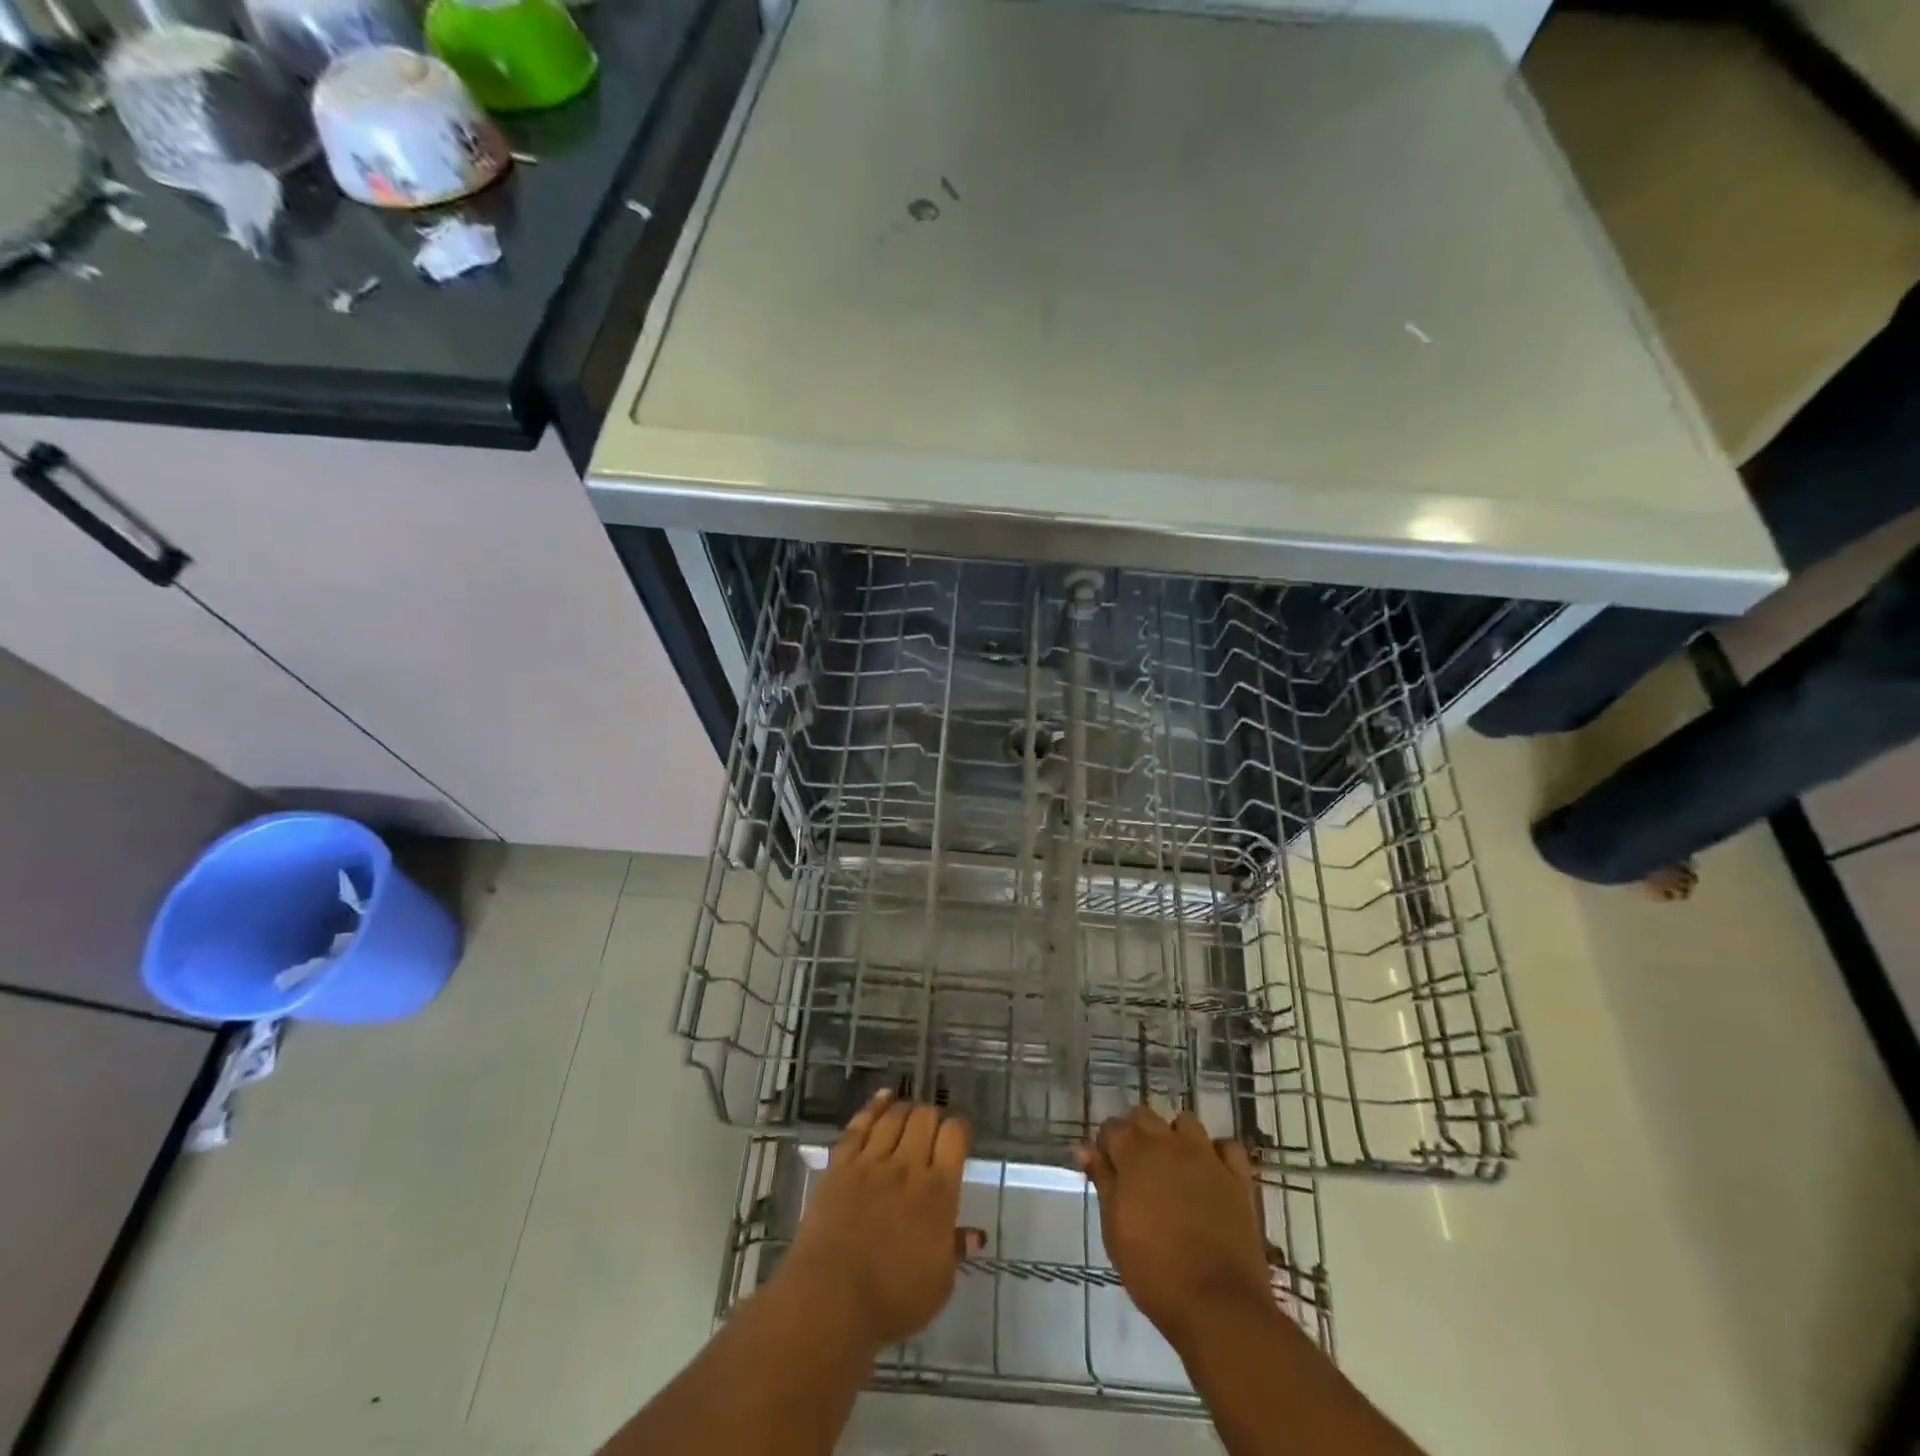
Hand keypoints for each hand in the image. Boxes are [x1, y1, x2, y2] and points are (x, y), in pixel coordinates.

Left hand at [776, 1090, 982, 1352]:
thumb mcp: (938, 1284)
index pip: (955, 1136)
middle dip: (933, 1117)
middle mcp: (908, 1166)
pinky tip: (883, 1097)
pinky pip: (860, 1124)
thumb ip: (955, 1249)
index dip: (959, 1129)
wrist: (830, 1298)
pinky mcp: (841, 1164)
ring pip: (895, 1116)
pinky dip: (874, 1106)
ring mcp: (872, 1161)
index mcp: (938, 1192)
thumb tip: (975, 1233)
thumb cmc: (892, 1299)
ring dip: (906, 1109)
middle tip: (932, 1130)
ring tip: (910, 1112)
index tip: (958, 1137)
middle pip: (925, 1117)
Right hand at [1076, 1105, 1273, 1354]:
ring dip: (1175, 1138)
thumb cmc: (1154, 1271)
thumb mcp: (1114, 1229)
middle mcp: (1170, 1144)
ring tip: (1172, 1168)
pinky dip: (1217, 1154)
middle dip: (1136, 1133)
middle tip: (1135, 1168)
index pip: (1113, 1127)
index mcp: (1136, 1154)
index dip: (1106, 1144)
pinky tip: (1210, 1174)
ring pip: (1186, 1124)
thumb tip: (1085, 1149)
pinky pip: (1228, 1148)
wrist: (1217, 1305)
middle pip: (1146, 1115)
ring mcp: (1208, 1158)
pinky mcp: (1238, 1178)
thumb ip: (1102, 1182)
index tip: (1106, 1168)